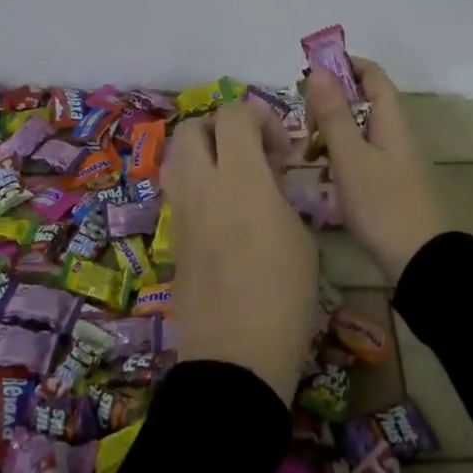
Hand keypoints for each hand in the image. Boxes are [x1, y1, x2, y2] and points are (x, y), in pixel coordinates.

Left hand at [165, 100, 320, 404]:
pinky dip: (196, 185)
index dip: (259, 116)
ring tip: (232, 179)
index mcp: (240, 178)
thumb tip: (267, 181)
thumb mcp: (301, 238)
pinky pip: (177, 192)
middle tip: (250, 154)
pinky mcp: (172, 239)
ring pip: (176, 157)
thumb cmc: (284, 296)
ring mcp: (180, 212)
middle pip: (193, 127)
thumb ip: (280, 195)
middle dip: (222, 128)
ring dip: (202, 153)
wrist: (235, 358)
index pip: (234, 114)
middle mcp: (202, 186)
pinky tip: (222, 214)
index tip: (279, 149)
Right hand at [302, 59, 446, 283]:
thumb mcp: (350, 156)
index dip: (344, 65)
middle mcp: (396, 132)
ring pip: (359, 129)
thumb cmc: (382, 203)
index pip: (372, 74)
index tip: (311, 73)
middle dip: (331, 102)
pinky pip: (361, 153)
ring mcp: (394, 158)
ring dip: (332, 131)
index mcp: (391, 119)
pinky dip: (340, 154)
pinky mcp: (389, 181)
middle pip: (363, 100)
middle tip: (303, 121)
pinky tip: (322, 173)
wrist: (417, 259)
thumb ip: (333, 113)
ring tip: (306, 149)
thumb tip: (319, 70)